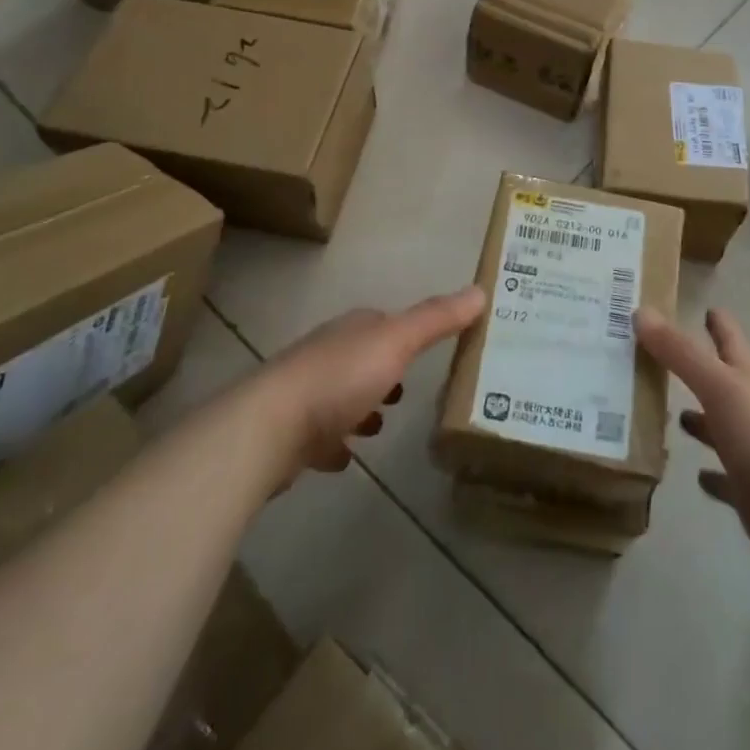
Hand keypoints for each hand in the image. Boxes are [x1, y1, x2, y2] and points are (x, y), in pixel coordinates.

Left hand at [260, 286, 484, 478]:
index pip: (382, 323)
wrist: (268, 428)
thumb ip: (436, 319)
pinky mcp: (289, 435)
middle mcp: (326, 354)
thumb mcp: (397, 343)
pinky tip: (347, 459)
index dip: (405, 333)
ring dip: (360, 406)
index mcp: (352, 331)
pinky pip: (319, 437)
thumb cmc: (339, 379)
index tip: (429, 348)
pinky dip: (334, 443)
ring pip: (339, 395)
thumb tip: (480, 290)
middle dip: (383, 370)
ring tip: (382, 426)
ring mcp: (303, 394)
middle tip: (408, 391)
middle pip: (361, 358)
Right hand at [639, 307, 749, 588]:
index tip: (703, 305)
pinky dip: (711, 474)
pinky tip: (694, 474)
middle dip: (697, 368)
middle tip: (662, 358)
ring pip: (720, 427)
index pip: (730, 339)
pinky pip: (725, 478)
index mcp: (748, 379)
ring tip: (670, 412)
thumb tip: (641, 311)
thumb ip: (681, 353)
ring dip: (699, 419)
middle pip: (722, 381)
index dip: (718, 322)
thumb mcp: (720, 388)